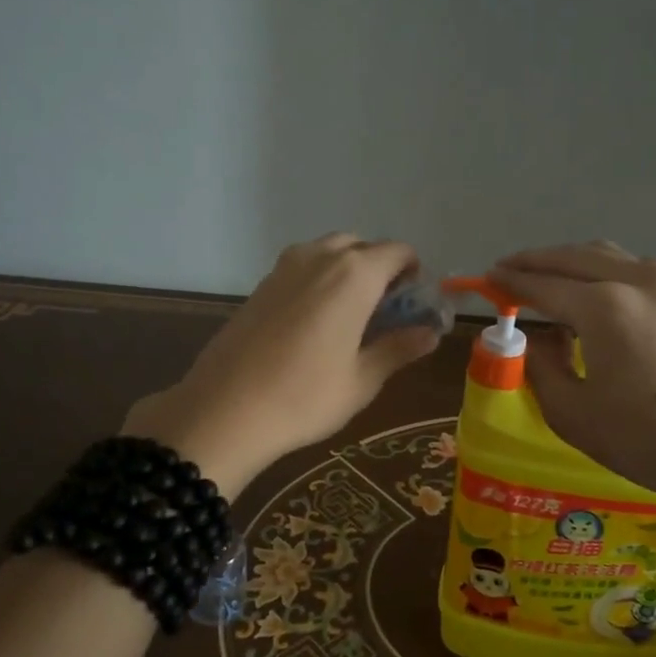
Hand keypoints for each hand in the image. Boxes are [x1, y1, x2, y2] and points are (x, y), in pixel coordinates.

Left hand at [124, 235, 440, 496]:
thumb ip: (398, 348)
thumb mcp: (362, 379)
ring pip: (328, 251)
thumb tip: (430, 334)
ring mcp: (285, 267)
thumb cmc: (306, 396)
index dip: (412, 273)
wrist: (225, 410)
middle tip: (383, 311)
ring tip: (350, 315)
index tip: (412, 304)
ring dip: (347, 270)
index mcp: (355, 275)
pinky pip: (302, 266)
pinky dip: (319, 279)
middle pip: (361, 246)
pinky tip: (315, 321)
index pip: (398, 252)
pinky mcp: (261, 284)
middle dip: (379, 268)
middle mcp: (320, 257)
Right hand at [489, 242, 655, 508]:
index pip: (541, 284)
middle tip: (506, 272)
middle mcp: (633, 280)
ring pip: (602, 255)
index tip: (485, 280)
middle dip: (534, 261)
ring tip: (542, 277)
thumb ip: (540, 367)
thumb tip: (531, 341)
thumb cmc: (645, 438)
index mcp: (602, 306)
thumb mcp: (572, 412)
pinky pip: (628, 267)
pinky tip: (588, 291)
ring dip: (567, 261)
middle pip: (570, 257)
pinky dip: (598, 269)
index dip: (509, 283)